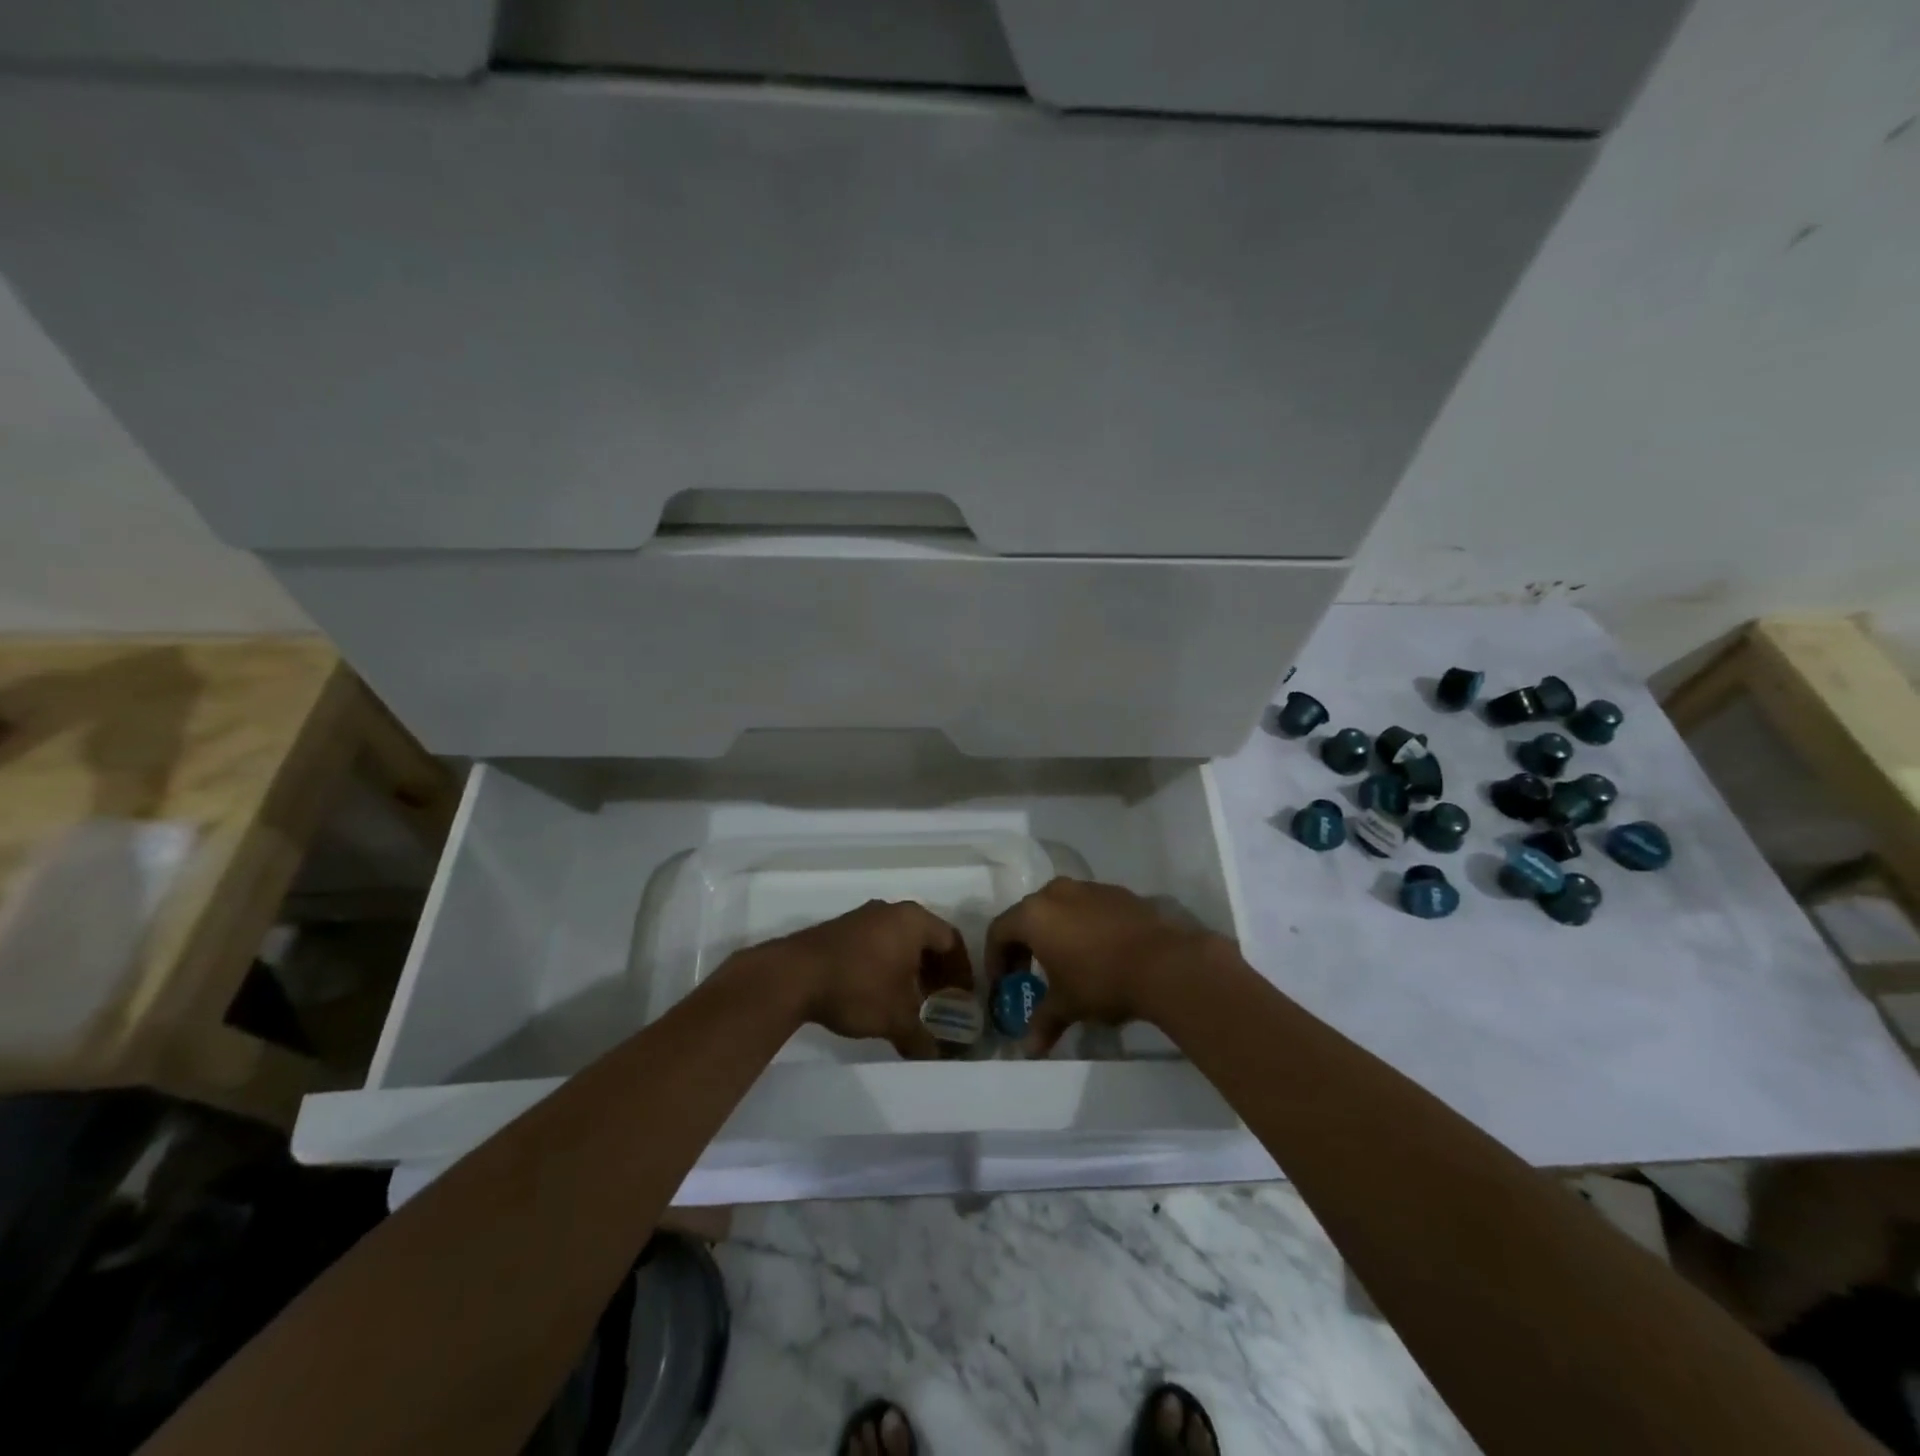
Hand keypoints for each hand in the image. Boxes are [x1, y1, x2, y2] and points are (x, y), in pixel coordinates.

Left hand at [751, 900, 972, 1059]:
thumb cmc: (858, 987)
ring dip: (910, 969)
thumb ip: (922, 1037)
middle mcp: (891, 911)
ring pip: (899, 941)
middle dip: (936, 971)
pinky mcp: (840, 929)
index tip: (962, 998)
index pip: (951, 941)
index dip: (961, 971)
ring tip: (910, 1001)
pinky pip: (876, 943)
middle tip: (940, 1001)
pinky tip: (879, 993)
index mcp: (914, 921)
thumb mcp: (896, 1018)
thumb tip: (937, 1057)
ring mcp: (863, 917)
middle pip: (926, 938)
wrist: (794, 976)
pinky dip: (886, 965)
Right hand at [985, 878, 1226, 1055]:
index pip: (999, 931)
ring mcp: (1089, 888)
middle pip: (1027, 915)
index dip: (995, 959)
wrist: (1164, 962)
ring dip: (1054, 933)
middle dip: (1023, 945)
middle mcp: (1056, 892)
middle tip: (1028, 974)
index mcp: (1034, 914)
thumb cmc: (1101, 981)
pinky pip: (1088, 907)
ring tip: (1065, 963)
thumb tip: (1028, 1049)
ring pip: (1059, 908)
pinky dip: (1082, 926)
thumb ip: (1043, 1022)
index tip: (1003, 984)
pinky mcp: (1118, 892)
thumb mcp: (1067, 1006)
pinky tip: (1098, 952)